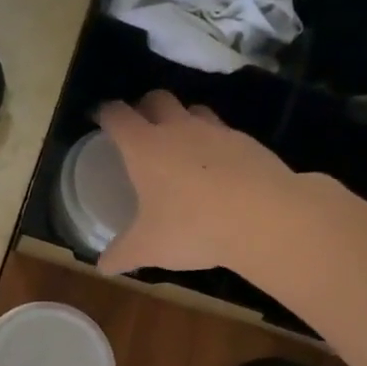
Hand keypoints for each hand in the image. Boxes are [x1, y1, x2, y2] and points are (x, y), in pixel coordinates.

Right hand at [94, 91, 303, 275]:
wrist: (265, 218)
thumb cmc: (193, 228)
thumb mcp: (149, 248)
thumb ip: (122, 255)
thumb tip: (103, 267)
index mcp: (144, 146)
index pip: (117, 115)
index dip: (105, 113)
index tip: (101, 120)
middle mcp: (178, 129)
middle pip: (157, 98)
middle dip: (144, 107)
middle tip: (140, 129)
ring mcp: (217, 131)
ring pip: (194, 110)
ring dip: (183, 119)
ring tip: (181, 146)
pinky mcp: (248, 142)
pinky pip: (225, 133)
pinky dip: (215, 144)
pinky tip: (218, 171)